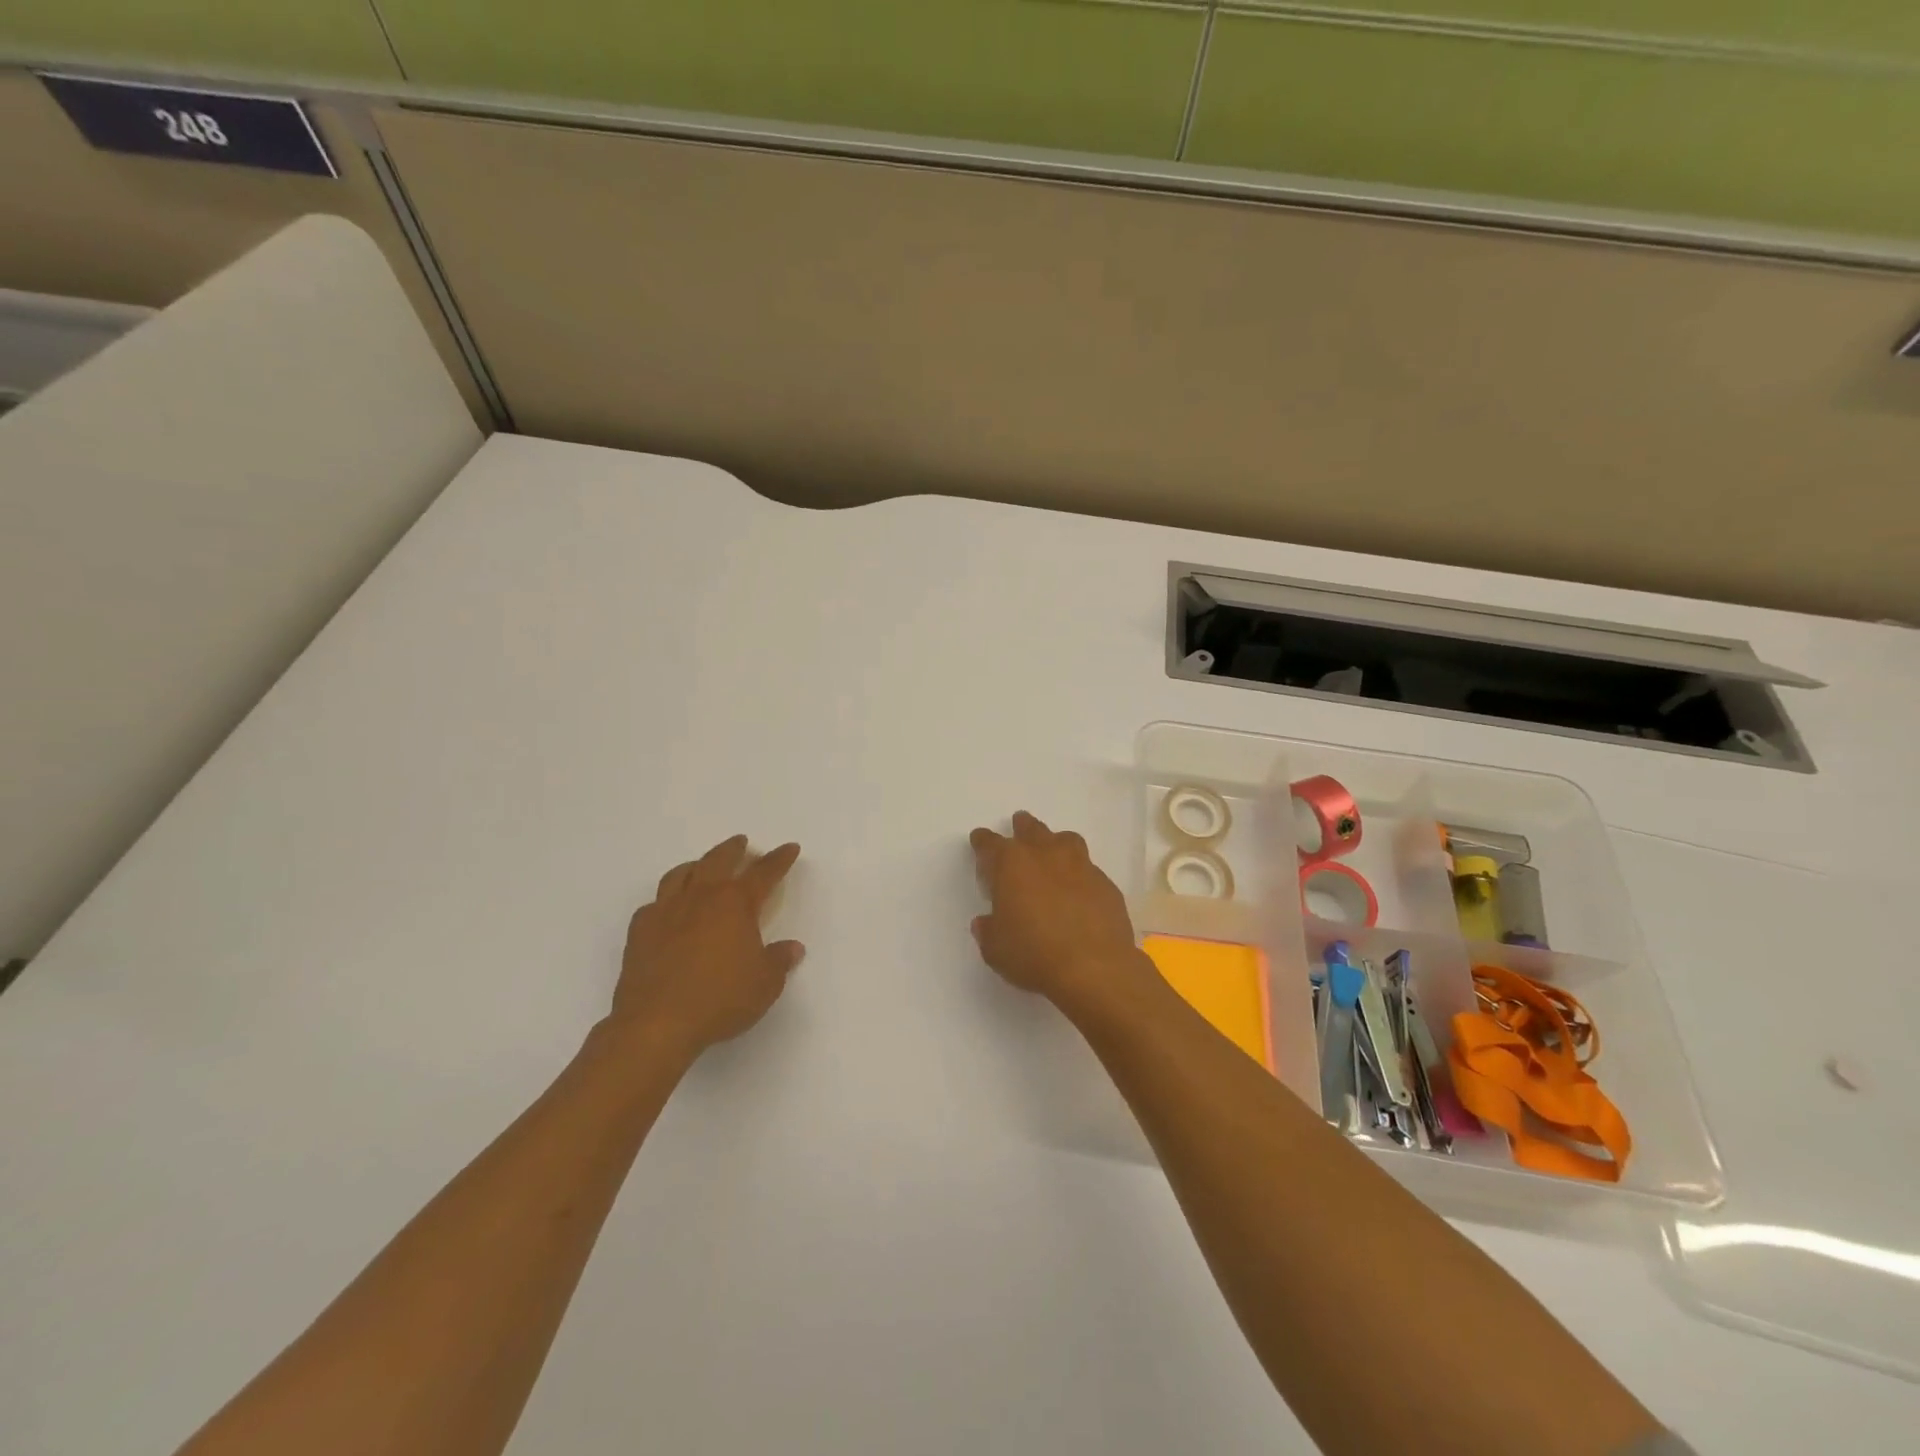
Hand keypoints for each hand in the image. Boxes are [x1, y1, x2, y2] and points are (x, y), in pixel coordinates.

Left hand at [612, 835, 803, 1054]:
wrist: (656, 1024)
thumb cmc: (720, 999)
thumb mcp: (765, 984)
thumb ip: (779, 961)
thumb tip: (792, 948)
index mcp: (735, 904)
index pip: (763, 872)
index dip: (779, 859)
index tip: (789, 848)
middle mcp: (701, 898)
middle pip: (718, 860)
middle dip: (734, 849)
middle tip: (742, 843)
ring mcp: (666, 911)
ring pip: (681, 874)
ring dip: (697, 865)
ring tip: (702, 866)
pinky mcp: (640, 931)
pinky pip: (654, 904)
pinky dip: (665, 899)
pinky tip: (668, 908)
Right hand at [969, 811, 1154, 1012]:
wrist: (1094, 967)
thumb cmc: (1034, 954)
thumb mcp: (996, 948)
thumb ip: (989, 930)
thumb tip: (986, 922)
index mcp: (1012, 864)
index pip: (990, 844)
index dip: (983, 842)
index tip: (980, 840)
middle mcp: (1046, 855)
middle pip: (1031, 829)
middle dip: (1022, 827)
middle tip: (1019, 825)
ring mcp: (1080, 866)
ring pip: (1065, 840)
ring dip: (1055, 842)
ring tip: (1053, 850)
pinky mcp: (1105, 884)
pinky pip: (1088, 869)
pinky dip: (1080, 874)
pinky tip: (1079, 890)